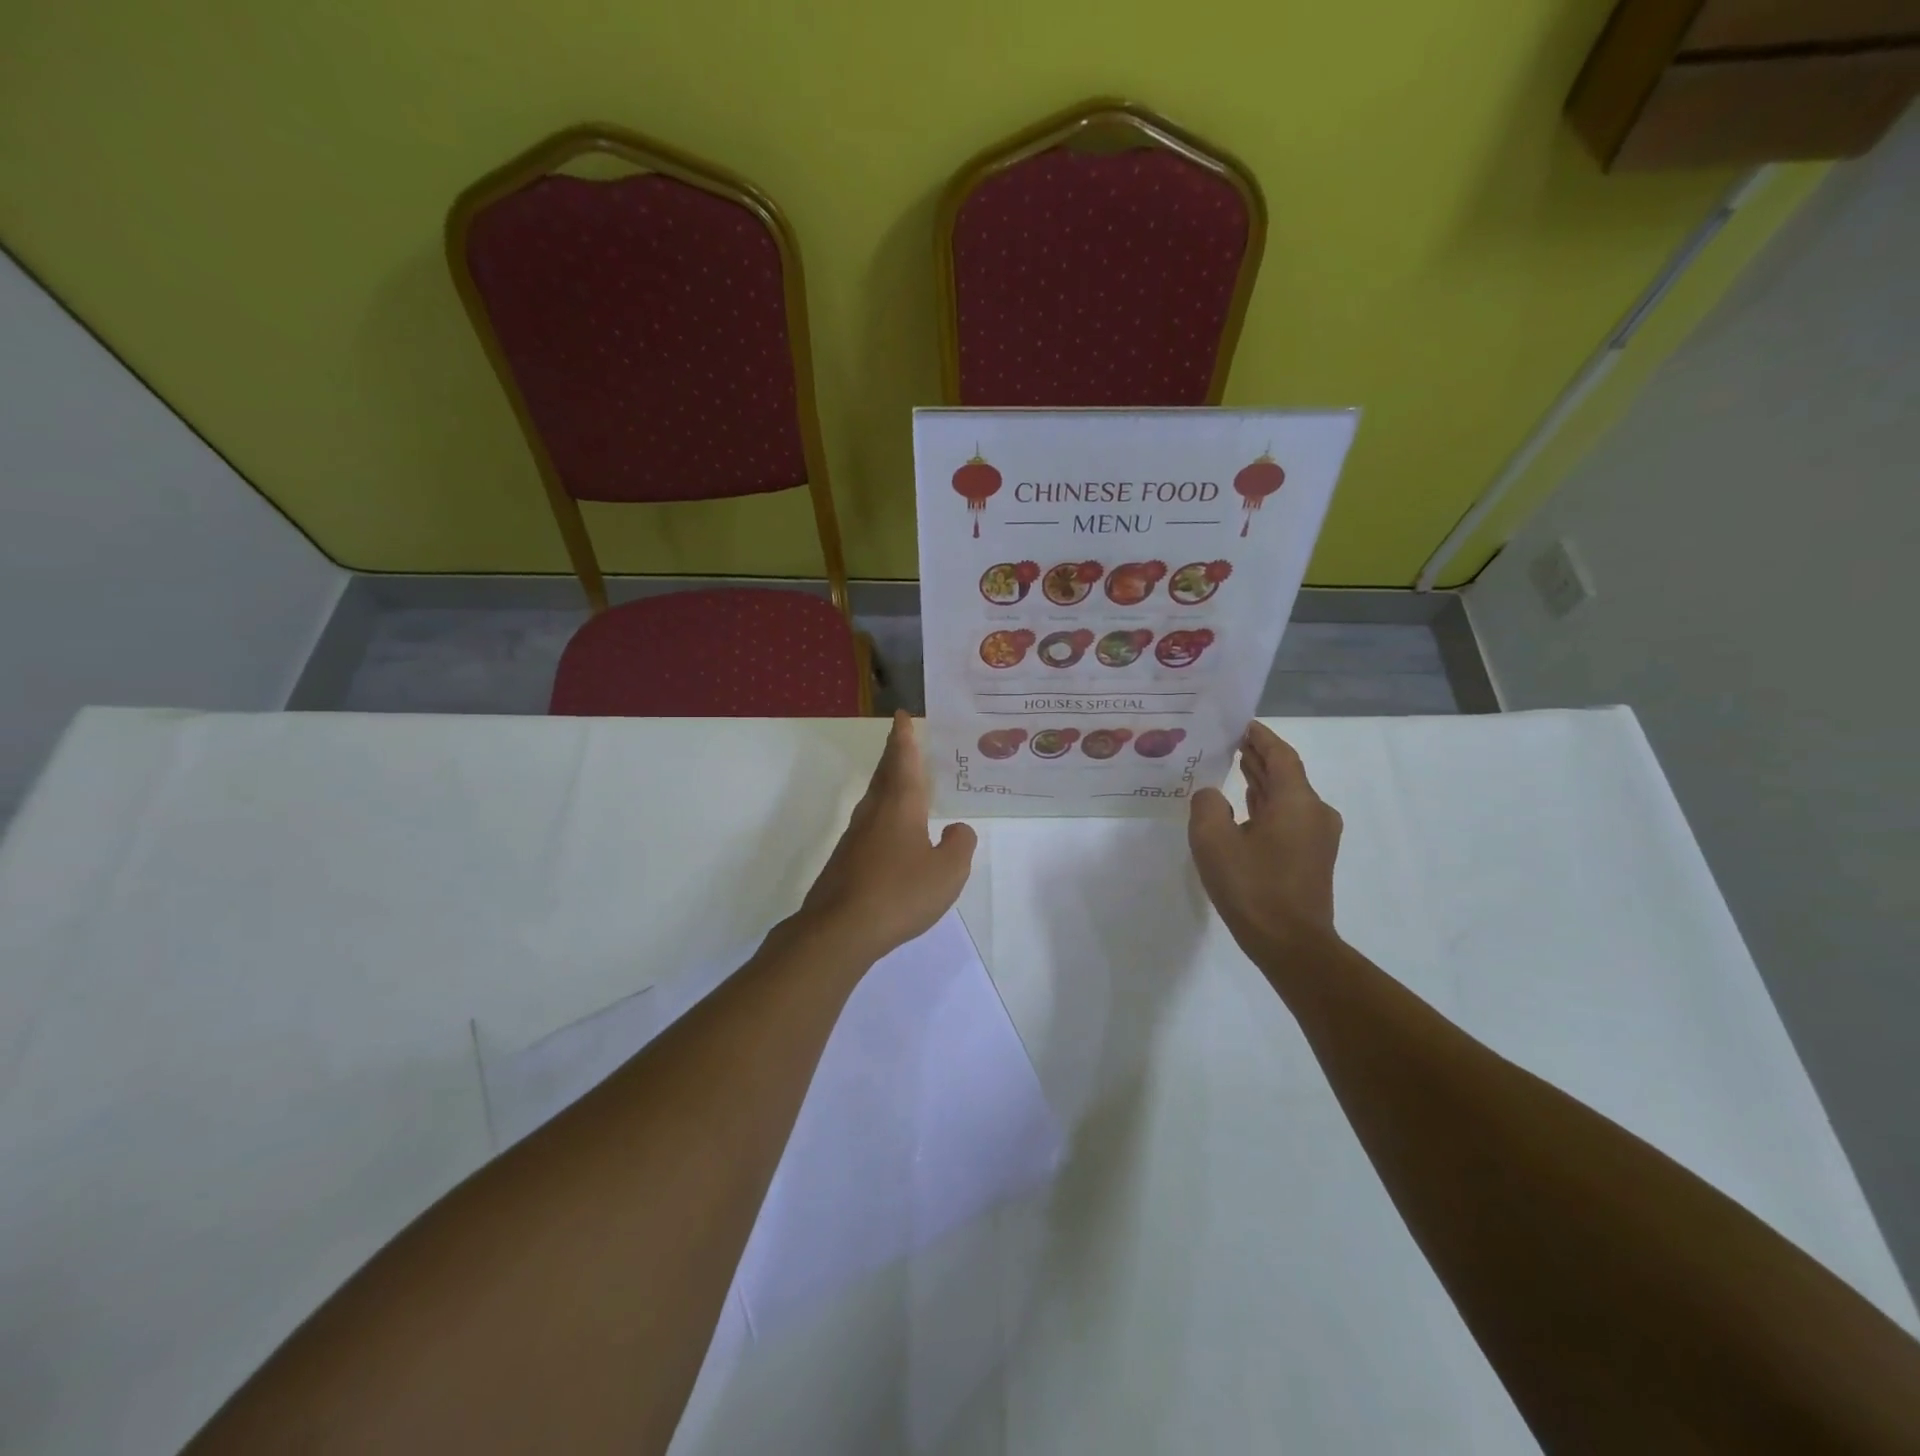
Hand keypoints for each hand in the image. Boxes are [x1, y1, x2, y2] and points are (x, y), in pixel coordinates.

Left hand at [798, 712, 977, 962]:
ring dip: (887, 781)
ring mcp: (855, 836)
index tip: (902, 716)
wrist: (840, 929)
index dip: (905, 737)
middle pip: (885, 774)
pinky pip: (870, 823)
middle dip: (895, 753)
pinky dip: (883, 811)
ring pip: (875, 798)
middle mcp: (874, 812)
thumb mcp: (947, 872)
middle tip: (902, 737)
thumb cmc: (900, 893)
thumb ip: (959, 845)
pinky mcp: (846, 859)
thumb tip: (957, 830)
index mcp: (900, 806)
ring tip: (900, 777)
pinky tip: (891, 830)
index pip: (904, 760)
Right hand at [1188, 722, 1343, 962]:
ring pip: (1286, 796)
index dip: (1259, 736)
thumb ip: (1207, 805)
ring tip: (1231, 766)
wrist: (1291, 944)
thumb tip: (1212, 795)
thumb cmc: (1252, 887)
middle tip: (1227, 741)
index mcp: (1297, 801)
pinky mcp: (1311, 857)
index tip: (1238, 723)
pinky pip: (1287, 817)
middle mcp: (1314, 812)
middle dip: (1257, 756)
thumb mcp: (1213, 841)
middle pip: (1285, 773)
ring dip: (1261, 781)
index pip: (1279, 755)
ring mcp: (1317, 836)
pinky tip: (1244, 807)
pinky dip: (1266, 805)